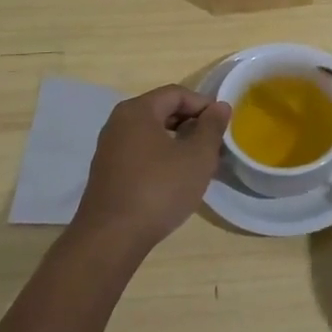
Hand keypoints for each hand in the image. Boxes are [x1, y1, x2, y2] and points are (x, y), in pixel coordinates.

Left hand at [73, 86, 230, 256]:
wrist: (111, 238)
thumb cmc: (158, 189)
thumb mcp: (197, 157)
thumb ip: (211, 127)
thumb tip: (219, 106)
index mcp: (138, 110)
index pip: (177, 93)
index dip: (204, 105)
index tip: (223, 125)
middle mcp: (118, 123)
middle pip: (162, 111)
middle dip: (192, 124)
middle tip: (215, 145)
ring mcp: (109, 148)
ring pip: (152, 134)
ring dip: (178, 143)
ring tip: (199, 164)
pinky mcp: (107, 172)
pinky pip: (140, 153)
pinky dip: (162, 158)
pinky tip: (176, 180)